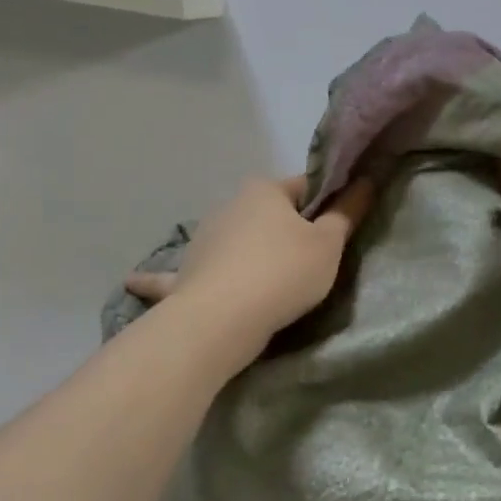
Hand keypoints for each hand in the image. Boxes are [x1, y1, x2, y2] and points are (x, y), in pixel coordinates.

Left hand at [126, 176, 374, 352]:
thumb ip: (347, 214)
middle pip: (268, 214)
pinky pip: (176, 275)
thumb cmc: (284, 274)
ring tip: (265, 281)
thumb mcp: (328, 245)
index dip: (326, 205)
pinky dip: (162, 279)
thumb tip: (366, 180)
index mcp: (264, 191)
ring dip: (243, 250)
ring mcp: (201, 239)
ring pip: (231, 240)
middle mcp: (228, 206)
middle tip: (310, 263)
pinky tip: (133, 281)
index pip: (305, 187)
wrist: (223, 319)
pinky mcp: (185, 274)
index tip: (338, 229)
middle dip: (286, 230)